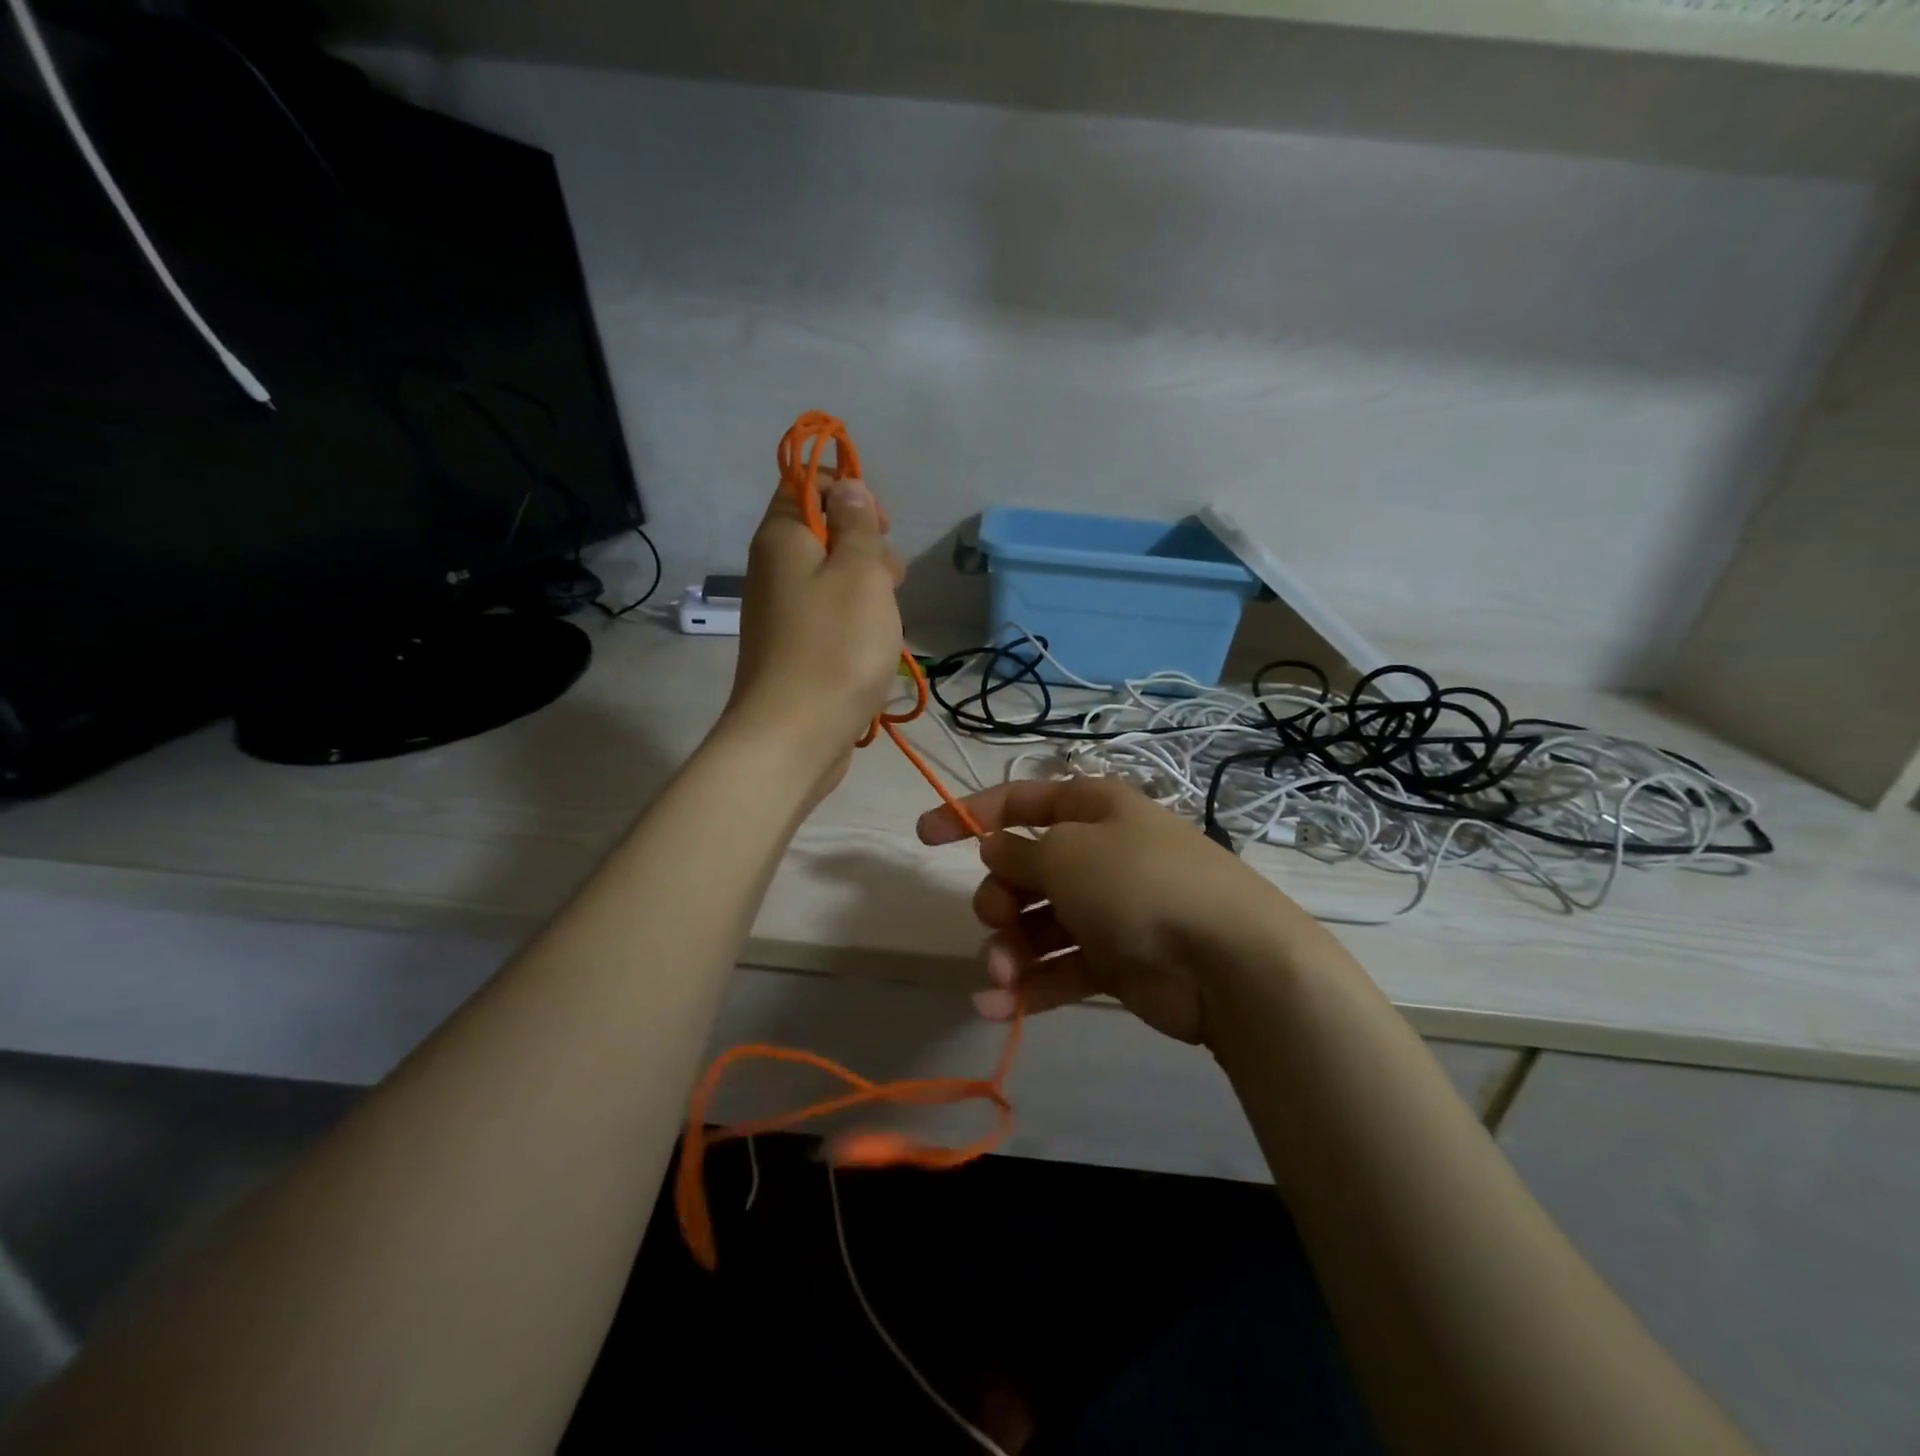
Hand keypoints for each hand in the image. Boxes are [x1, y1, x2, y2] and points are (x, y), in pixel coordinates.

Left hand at [722, 477, 905, 797]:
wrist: (794, 737)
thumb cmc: (836, 647)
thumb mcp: (861, 573)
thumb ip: (857, 525)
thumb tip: (847, 488)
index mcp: (782, 537)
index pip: (806, 484)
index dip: (848, 493)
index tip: (878, 528)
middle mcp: (774, 568)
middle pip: (825, 533)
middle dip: (867, 549)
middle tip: (887, 582)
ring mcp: (783, 612)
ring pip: (834, 579)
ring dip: (868, 592)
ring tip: (886, 624)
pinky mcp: (794, 648)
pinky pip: (830, 617)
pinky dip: (855, 624)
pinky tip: (874, 649)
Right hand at [917, 777, 1320, 1045]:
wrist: (1229, 961)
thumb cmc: (1140, 883)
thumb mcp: (1068, 853)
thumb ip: (1020, 850)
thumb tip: (995, 847)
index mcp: (1091, 809)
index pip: (1020, 801)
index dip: (969, 814)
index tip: (924, 838)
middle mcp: (1097, 854)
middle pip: (1023, 869)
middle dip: (998, 895)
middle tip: (999, 917)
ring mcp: (1106, 910)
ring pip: (1036, 925)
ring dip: (1007, 949)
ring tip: (1000, 973)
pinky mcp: (1113, 962)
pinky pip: (1058, 969)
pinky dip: (1027, 987)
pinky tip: (995, 1007)